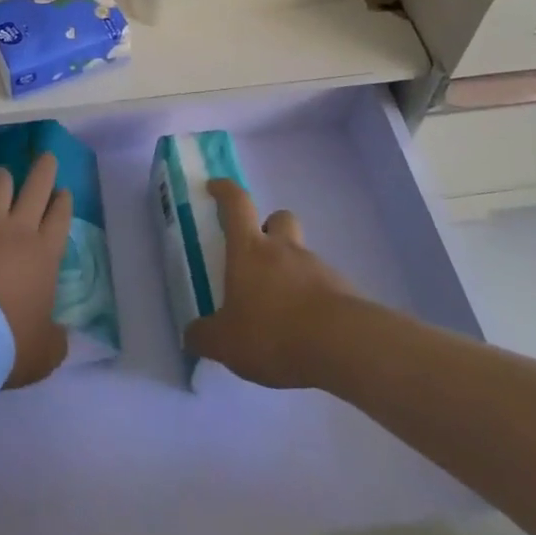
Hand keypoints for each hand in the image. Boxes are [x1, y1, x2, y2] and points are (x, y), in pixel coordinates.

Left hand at [0, 152, 72, 388]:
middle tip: (46, 157)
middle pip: (37, 187)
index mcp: (44, 255)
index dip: (63, 202)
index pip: (60, 217)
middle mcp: (18, 229)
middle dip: (44, 169)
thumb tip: (61, 336)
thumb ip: (55, 340)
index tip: (63, 192)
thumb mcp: (43, 354)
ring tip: (1, 177)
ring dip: (2, 179)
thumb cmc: (6, 345)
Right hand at [183, 179, 360, 389]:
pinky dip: (313, 298)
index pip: (237, 203)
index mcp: (250, 249)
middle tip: (257, 254)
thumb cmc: (273, 332)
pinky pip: (323, 285)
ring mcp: (318, 267)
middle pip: (279, 218)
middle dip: (268, 228)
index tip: (214, 187)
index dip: (225, 190)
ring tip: (281, 308)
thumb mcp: (226, 342)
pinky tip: (306, 330)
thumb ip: (204, 336)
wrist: (343, 347)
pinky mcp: (344, 291)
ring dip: (291, 269)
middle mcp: (284, 249)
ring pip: (302, 254)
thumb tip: (190, 335)